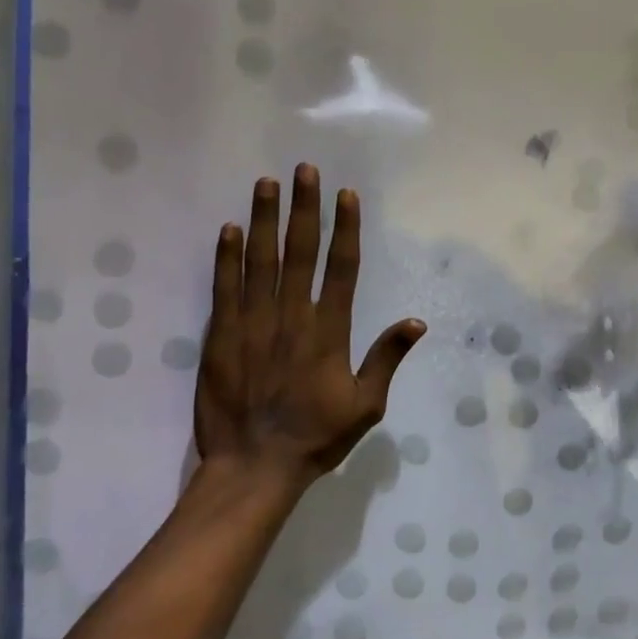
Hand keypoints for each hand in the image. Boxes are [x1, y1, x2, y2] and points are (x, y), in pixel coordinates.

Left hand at [195, 164, 425, 495]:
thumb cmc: (316, 436)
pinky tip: (230, 229)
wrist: (253, 468)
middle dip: (304, 208)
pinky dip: (227, 257)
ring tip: (266, 184)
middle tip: (304, 170)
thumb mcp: (366, 405)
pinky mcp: (220, 337)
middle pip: (300, 252)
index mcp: (328, 331)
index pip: (340, 268)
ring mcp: (252, 324)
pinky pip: (224, 288)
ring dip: (264, 220)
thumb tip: (417, 322)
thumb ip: (387, 359)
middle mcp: (291, 317)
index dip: (345, 228)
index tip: (346, 195)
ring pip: (260, 261)